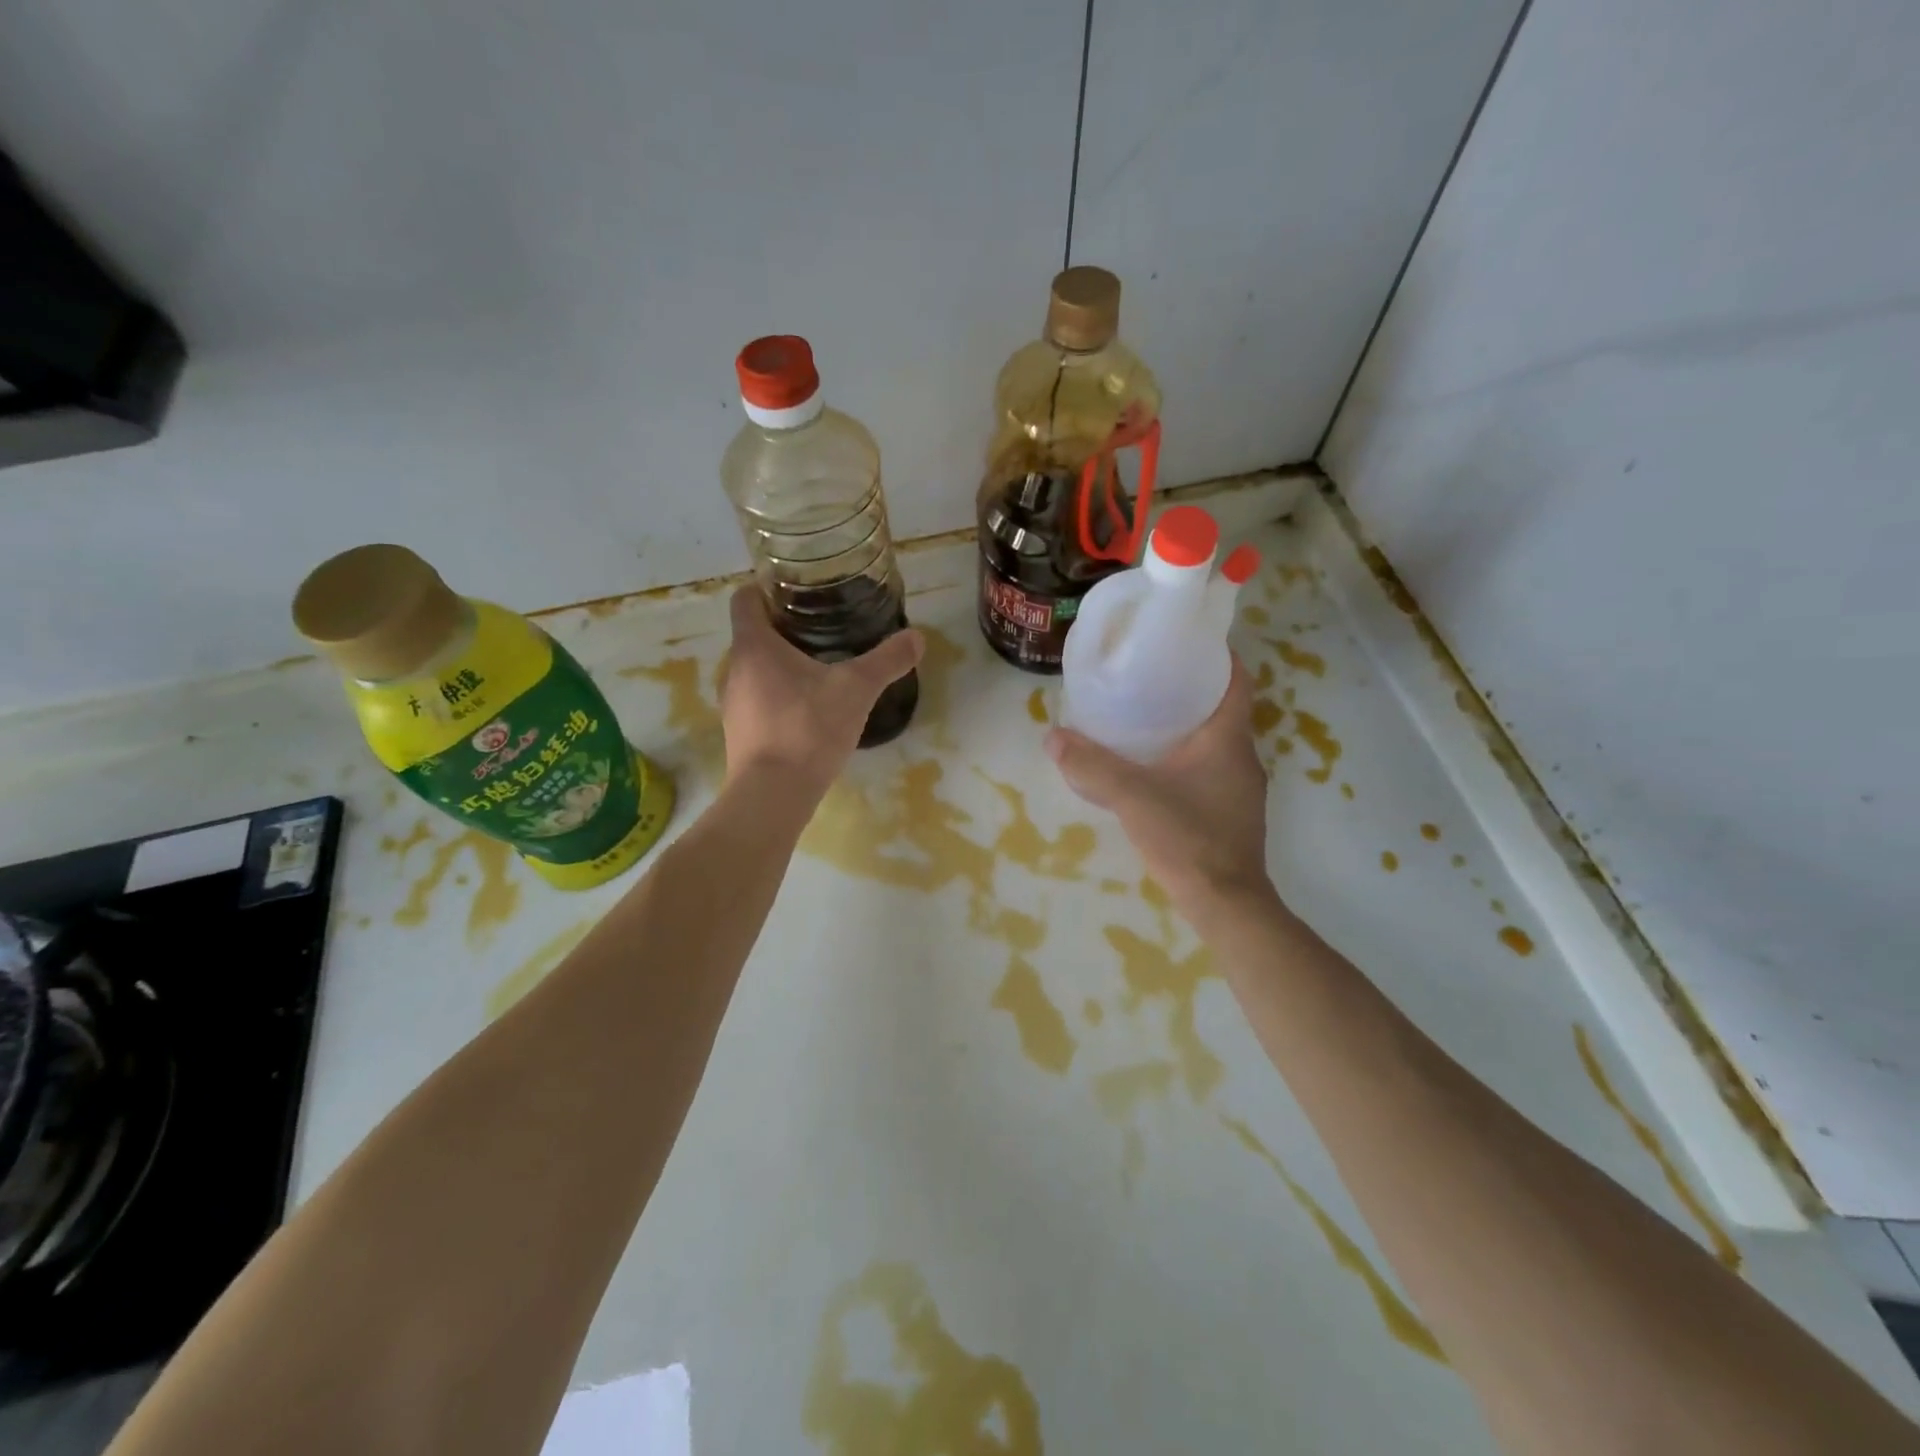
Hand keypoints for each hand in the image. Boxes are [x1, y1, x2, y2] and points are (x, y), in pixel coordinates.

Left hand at [720, 587, 923, 795]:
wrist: (773, 795)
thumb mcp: (856, 689)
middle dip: (785, 628)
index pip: (746, 598)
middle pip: (753, 634)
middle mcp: (734, 668)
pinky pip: (758, 700)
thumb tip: (918, 637)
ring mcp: (733, 703)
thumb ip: (887, 661)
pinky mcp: (739, 733)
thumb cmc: (808, 728)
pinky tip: (809, 710)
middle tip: (823, 628)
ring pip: (755, 669)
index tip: (798, 591)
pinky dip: (779, 696)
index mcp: (754, 646)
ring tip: (820, 668)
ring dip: (782, 664)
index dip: (767, 588)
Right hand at [1046, 656, 1271, 913]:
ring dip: (1188, 727)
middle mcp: (1243, 758)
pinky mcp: (1232, 813)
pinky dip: (1187, 760)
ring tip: (1145, 720)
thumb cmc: (1187, 837)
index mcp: (1228, 740)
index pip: (1237, 681)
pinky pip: (1211, 770)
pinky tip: (1155, 771)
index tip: (1187, 643)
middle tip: (1149, 679)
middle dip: (1191, 690)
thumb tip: (1052, 737)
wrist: (1226, 904)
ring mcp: (1241, 788)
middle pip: (1223, 709)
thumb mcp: (1132, 797)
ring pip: (1216, 743)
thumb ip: (1092, 766)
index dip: (1219, 656)